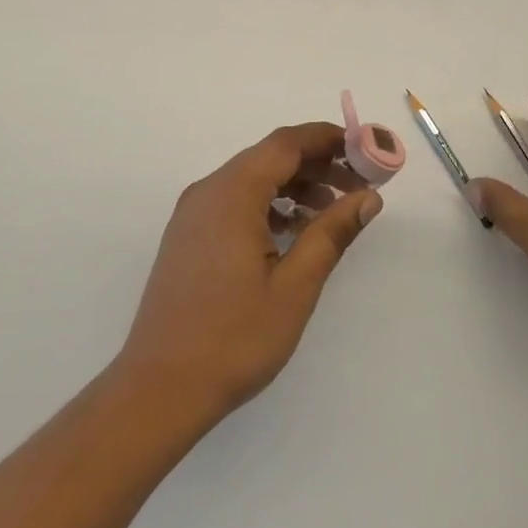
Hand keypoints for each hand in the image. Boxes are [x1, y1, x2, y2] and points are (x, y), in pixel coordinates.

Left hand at [115, 122, 383, 424]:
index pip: (286, 143)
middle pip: (269, 157)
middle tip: (358, 185)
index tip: (366, 149)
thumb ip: (331, 233)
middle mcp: (208, 192)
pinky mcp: (188, 237)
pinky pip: (234, 202)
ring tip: (333, 211)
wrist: (160, 388)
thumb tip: (368, 197)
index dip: (328, 139)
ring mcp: (193, 214)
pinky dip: (268, 205)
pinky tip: (293, 232)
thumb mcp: (295, 286)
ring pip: (251, 179)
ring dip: (294, 186)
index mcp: (232, 193)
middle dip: (316, 164)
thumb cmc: (234, 338)